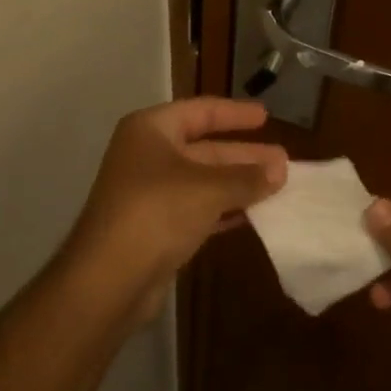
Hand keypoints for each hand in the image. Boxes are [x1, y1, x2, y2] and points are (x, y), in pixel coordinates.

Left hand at [66, 98, 286, 326]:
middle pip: (204, 148)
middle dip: (244, 155)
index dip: (234, 114)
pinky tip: (253, 214)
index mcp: (151, 130)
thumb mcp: (208, 188)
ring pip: (203, 181)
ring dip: (238, 184)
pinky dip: (224, 209)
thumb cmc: (156, 212)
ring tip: (278, 186)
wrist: (108, 280)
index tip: (265, 116)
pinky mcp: (155, 227)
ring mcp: (149, 193)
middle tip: (283, 160)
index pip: (200, 111)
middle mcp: (147, 155)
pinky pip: (197, 209)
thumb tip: (280, 169)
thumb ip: (246, 177)